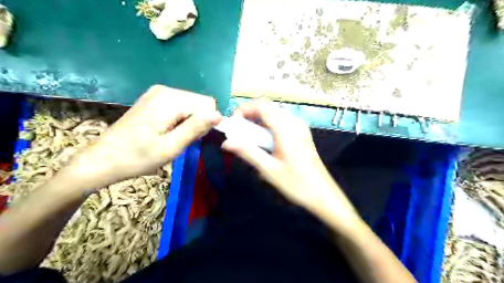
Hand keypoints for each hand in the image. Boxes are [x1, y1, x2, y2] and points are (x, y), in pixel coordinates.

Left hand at [63, 84, 220, 189]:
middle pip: (200, 102)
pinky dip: (180, 119)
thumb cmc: (138, 158)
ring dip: (188, 122)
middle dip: (197, 122)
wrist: (102, 160)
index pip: (208, 104)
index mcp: (169, 99)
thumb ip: (195, 128)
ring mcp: (158, 92)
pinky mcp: (154, 99)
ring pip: (192, 105)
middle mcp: (165, 90)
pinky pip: (180, 106)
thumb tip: (219, 115)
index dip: (205, 123)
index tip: (190, 138)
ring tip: (172, 137)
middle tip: (180, 140)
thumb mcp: (171, 147)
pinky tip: (166, 131)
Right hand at [222, 100, 359, 234]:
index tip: (234, 124)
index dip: (244, 109)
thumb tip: (226, 143)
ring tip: (250, 140)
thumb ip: (248, 153)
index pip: (262, 106)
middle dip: (250, 115)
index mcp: (287, 129)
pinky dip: (268, 127)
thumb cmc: (297, 184)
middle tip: (239, 133)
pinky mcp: (301, 134)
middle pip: (267, 108)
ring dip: (258, 122)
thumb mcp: (270, 170)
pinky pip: (280, 123)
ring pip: (273, 115)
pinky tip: (265, 144)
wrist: (323, 194)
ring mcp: (299, 128)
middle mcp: (294, 123)